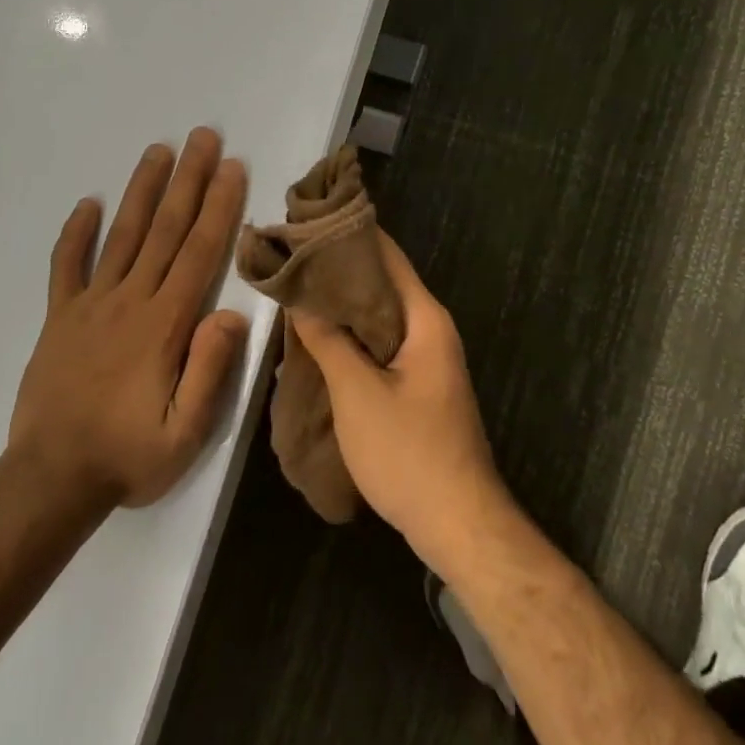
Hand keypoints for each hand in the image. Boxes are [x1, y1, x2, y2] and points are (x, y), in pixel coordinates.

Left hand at [9, 129, 249, 507]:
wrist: (50, 479)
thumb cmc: (128, 456)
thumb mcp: (185, 432)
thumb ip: (209, 371)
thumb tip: (230, 313)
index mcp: (164, 325)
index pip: (198, 253)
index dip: (218, 207)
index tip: (231, 168)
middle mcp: (129, 301)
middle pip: (164, 230)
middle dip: (187, 180)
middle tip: (202, 137)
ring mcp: (89, 306)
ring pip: (121, 236)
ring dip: (141, 191)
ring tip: (157, 151)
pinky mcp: (59, 318)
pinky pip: (65, 267)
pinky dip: (76, 234)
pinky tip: (87, 204)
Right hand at [289, 232, 506, 568]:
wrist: (457, 523)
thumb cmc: (409, 453)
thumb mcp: (358, 393)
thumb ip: (328, 340)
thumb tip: (299, 293)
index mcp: (425, 318)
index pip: (386, 255)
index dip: (347, 234)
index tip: (304, 222)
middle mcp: (430, 328)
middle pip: (381, 283)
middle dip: (337, 269)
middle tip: (287, 256)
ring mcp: (426, 357)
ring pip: (378, 315)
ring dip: (341, 305)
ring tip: (294, 289)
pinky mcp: (416, 383)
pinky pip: (380, 343)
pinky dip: (351, 335)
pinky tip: (317, 338)